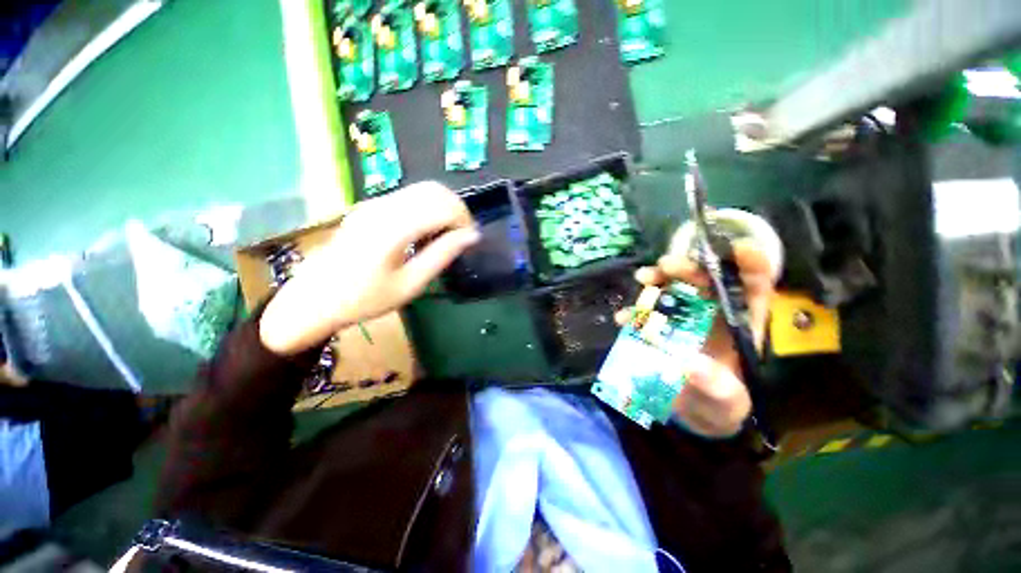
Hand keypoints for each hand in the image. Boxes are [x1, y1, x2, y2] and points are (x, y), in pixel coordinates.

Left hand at [260, 182, 479, 355]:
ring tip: (447, 235)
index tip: (470, 240)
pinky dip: (428, 207)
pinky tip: (427, 231)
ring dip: (443, 207)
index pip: (443, 206)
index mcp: (393, 228)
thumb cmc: (365, 299)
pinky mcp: (370, 206)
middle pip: (435, 190)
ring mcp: (374, 203)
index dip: (464, 219)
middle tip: (461, 236)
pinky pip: (409, 196)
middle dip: (457, 209)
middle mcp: (383, 207)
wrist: (314, 298)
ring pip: (423, 189)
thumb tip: (472, 236)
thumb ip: (442, 255)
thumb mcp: (410, 284)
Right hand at [615, 238, 775, 437]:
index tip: (740, 249)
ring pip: (671, 289)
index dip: (751, 265)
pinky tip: (624, 318)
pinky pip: (644, 314)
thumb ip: (716, 387)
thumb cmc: (718, 404)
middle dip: (688, 267)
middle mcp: (710, 313)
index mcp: (740, 323)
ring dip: (657, 280)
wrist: (690, 411)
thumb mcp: (727, 401)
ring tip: (643, 278)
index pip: (753, 288)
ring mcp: (680, 318)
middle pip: (704, 281)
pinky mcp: (657, 327)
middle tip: (667, 265)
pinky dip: (633, 312)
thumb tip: (690, 364)